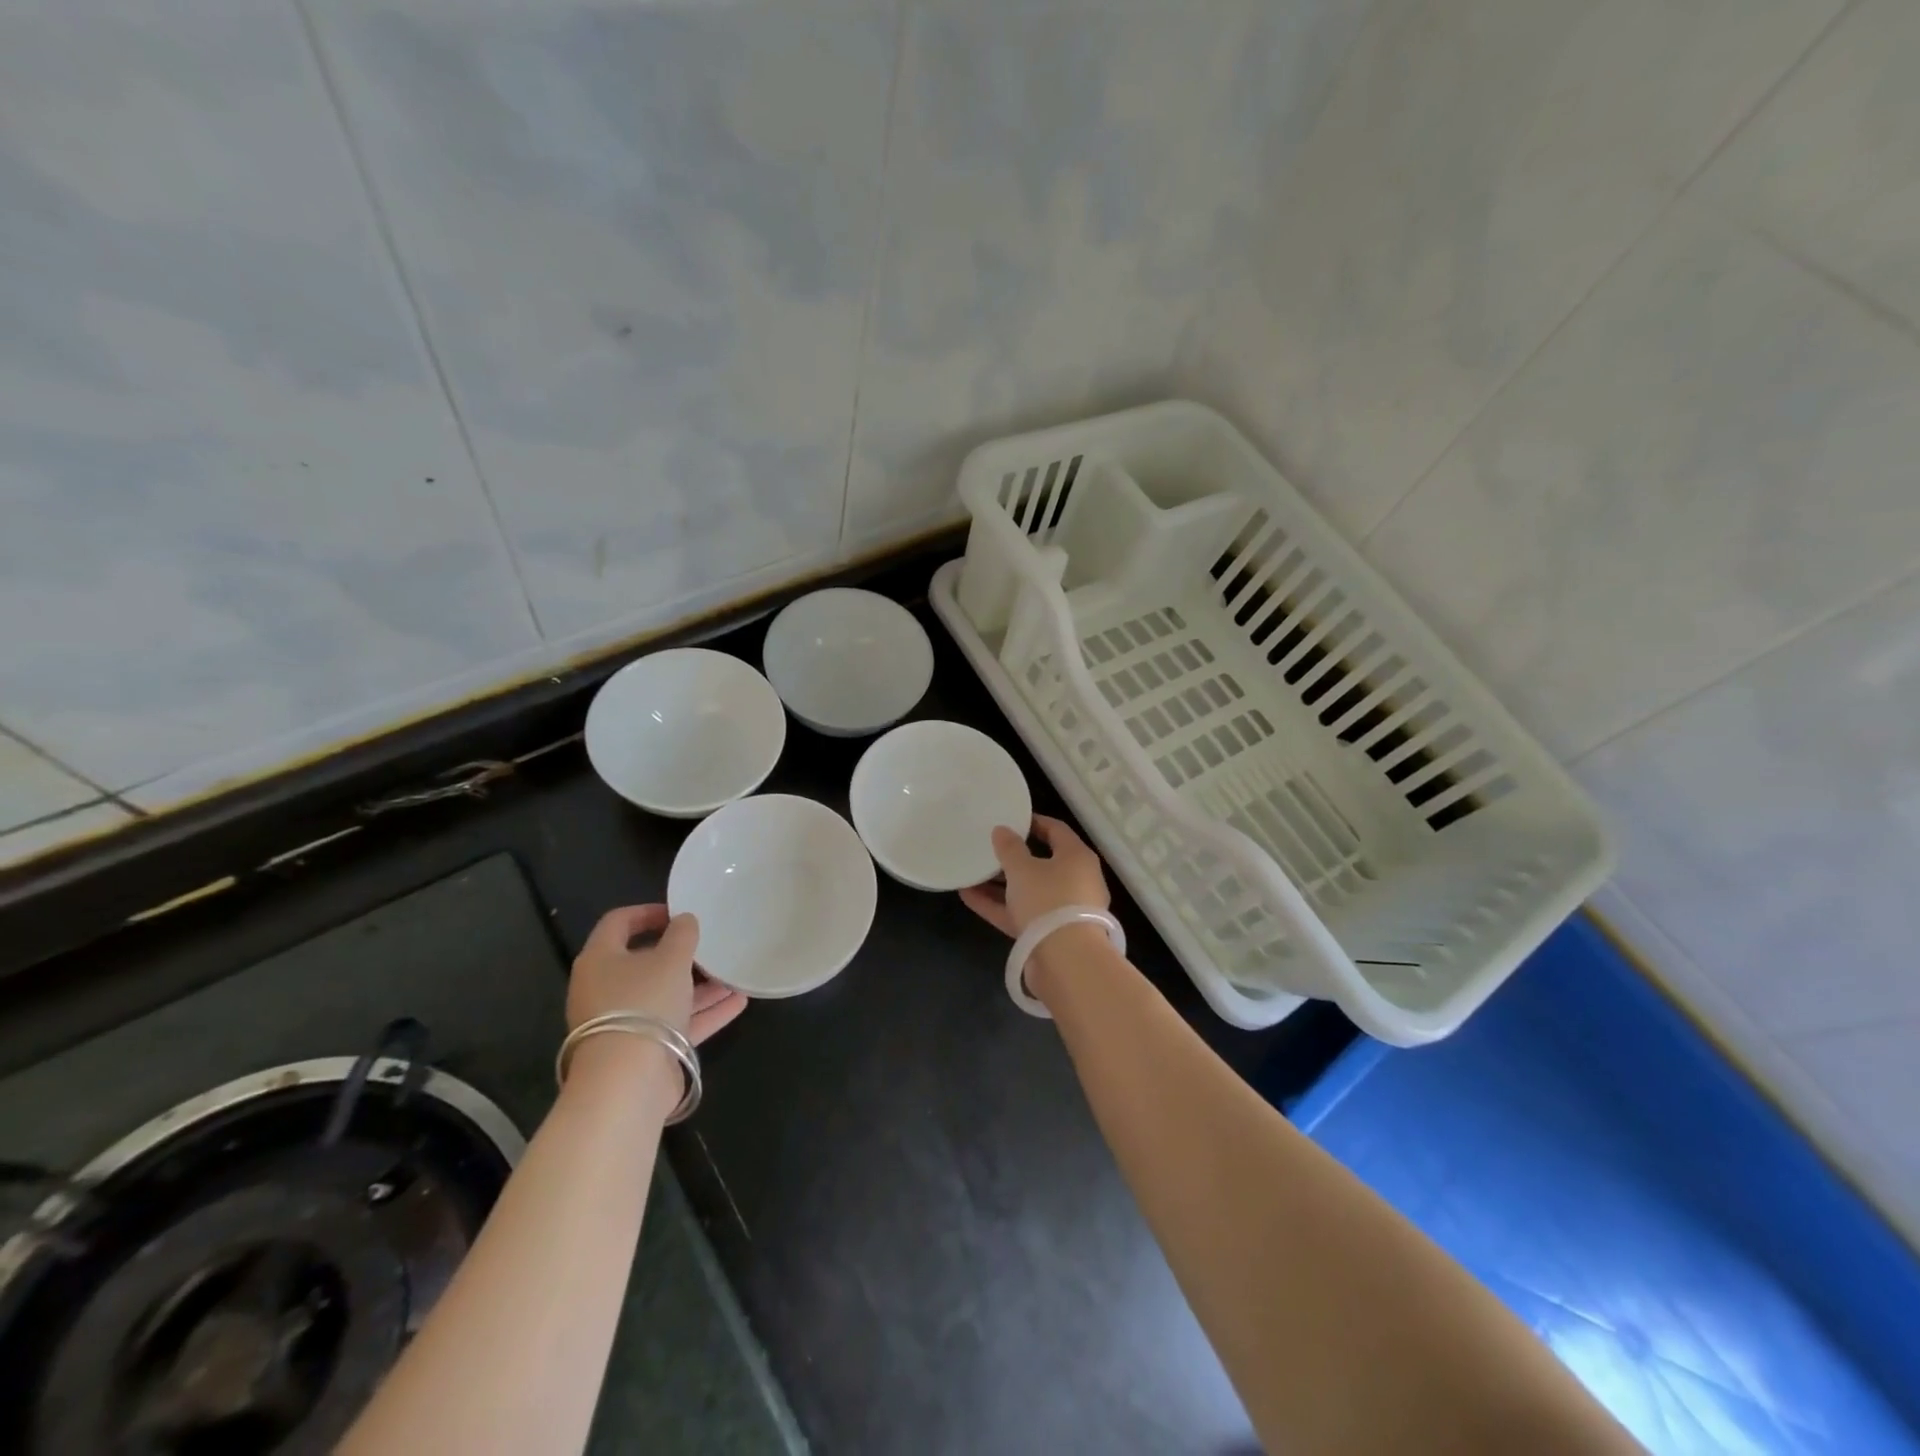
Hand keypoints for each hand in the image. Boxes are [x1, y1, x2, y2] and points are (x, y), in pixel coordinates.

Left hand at [567, 904, 746, 1046]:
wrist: (627, 1081)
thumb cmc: (644, 1003)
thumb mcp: (671, 959)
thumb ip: (682, 934)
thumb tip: (684, 920)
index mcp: (600, 960)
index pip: (618, 922)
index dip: (649, 912)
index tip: (680, 912)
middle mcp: (605, 989)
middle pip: (644, 962)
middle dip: (681, 954)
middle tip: (709, 944)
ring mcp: (623, 1022)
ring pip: (664, 994)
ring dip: (699, 985)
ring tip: (732, 974)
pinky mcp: (643, 1050)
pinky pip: (676, 1023)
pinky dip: (704, 1013)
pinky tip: (738, 1003)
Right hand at [959, 814, 1108, 938]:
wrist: (1067, 962)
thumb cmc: (1048, 901)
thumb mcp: (1023, 869)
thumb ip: (1010, 848)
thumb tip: (1002, 830)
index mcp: (1077, 857)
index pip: (1056, 830)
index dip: (1032, 822)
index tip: (1009, 819)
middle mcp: (1075, 881)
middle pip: (1042, 862)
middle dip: (1013, 856)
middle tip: (988, 847)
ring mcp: (1062, 910)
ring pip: (1028, 890)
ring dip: (1001, 883)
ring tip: (971, 872)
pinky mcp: (1048, 935)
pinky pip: (1020, 913)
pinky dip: (998, 905)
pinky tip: (968, 896)